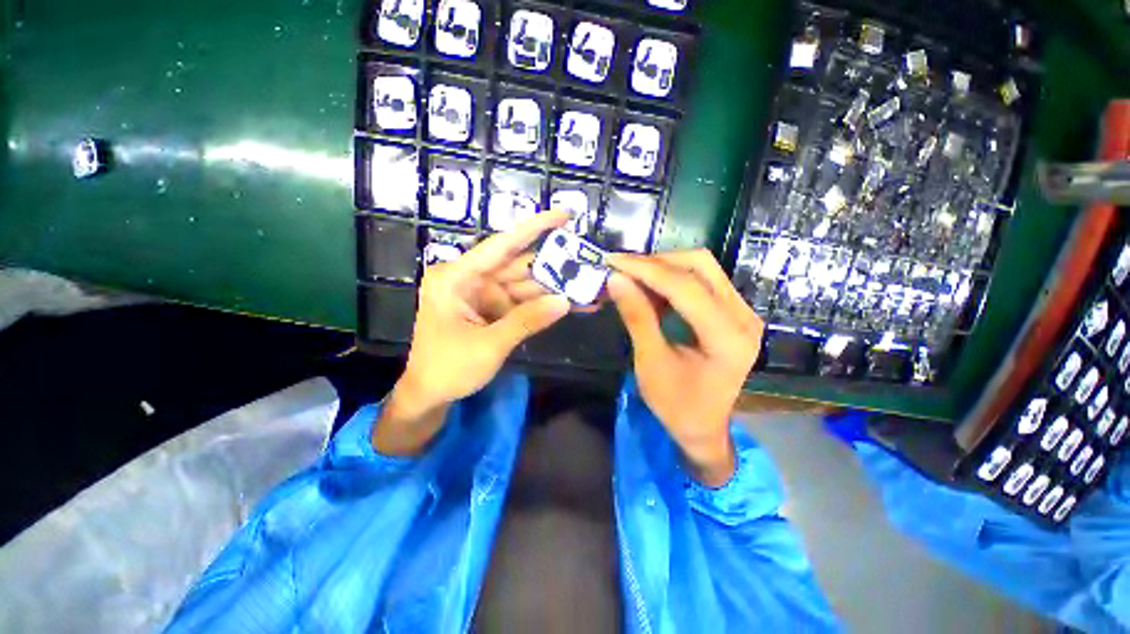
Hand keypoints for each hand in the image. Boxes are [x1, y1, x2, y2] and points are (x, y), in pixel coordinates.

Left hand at [374, 211, 572, 454]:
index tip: (564, 214)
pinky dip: (545, 305)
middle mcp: (471, 279)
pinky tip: (571, 305)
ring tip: (588, 287)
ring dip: (554, 288)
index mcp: (456, 277)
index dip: (534, 228)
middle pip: (519, 266)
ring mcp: (483, 295)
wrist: (430, 395)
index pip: (501, 245)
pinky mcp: (493, 309)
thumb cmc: (448, 368)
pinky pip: (523, 302)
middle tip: (588, 262)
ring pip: (525, 285)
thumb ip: (527, 320)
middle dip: (554, 266)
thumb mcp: (489, 345)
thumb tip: (566, 301)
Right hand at [607, 250, 763, 485]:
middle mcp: (743, 317)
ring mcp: (742, 312)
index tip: (613, 261)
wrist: (704, 427)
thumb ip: (637, 317)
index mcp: (728, 338)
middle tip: (622, 268)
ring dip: (664, 267)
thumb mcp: (650, 363)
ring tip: (632, 276)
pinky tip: (650, 288)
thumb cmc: (676, 405)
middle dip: (656, 262)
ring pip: (702, 268)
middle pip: (700, 266)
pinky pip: (702, 281)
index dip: (646, 269)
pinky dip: (672, 279)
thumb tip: (616, 279)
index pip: (686, 287)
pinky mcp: (733, 312)